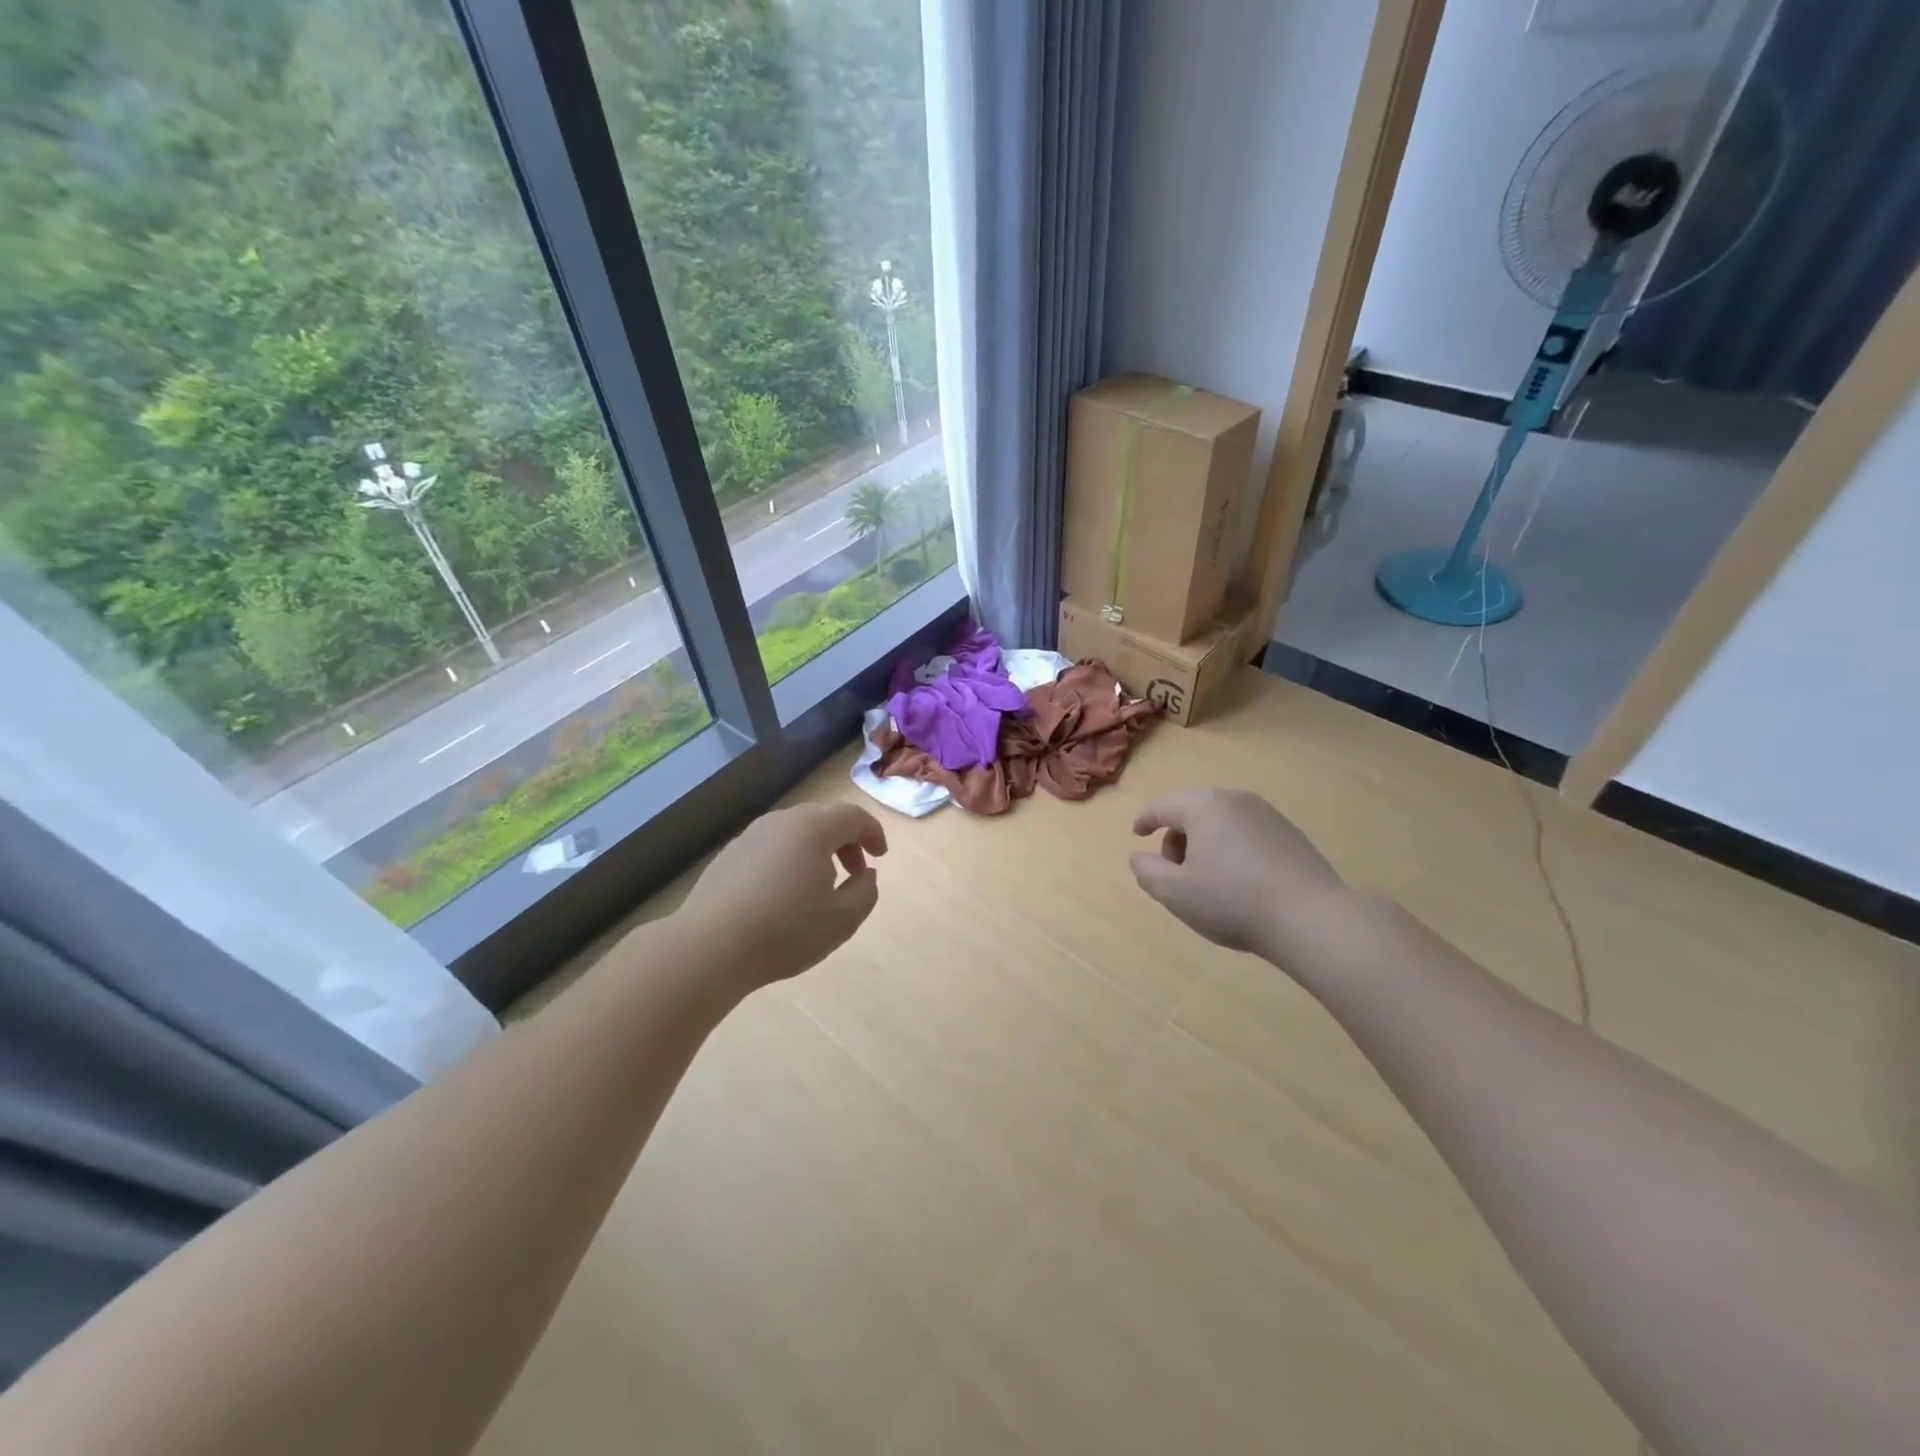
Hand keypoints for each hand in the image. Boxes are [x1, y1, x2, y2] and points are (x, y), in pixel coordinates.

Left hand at [681, 802, 888, 988]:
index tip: (880, 858)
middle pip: (823, 818)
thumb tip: (865, 874)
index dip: (873, 833)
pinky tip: (783, 895)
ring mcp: (750, 836)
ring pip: (795, 832)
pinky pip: (771, 847)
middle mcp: (781, 822)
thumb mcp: (843, 919)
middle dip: (846, 841)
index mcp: (813, 828)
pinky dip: (788, 860)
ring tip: (820, 886)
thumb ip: (866, 892)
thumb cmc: (785, 930)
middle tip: (855, 872)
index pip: (853, 815)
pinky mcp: (728, 856)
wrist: (709, 947)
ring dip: (817, 851)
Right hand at [1130, 790, 1346, 959]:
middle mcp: (1238, 801)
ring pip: (1224, 823)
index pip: (1164, 805)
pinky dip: (1234, 851)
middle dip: (1178, 837)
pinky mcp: (1293, 837)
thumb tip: (1141, 857)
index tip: (1137, 833)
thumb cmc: (1232, 901)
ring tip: (1208, 881)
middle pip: (1195, 811)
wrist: (1311, 918)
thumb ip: (1147, 872)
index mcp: (1205, 807)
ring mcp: (1270, 817)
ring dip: (1207, 845)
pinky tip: (1242, 884)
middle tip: (1175, 872)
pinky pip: (1249, 836)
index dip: (1146, 819)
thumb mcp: (1175, 893)